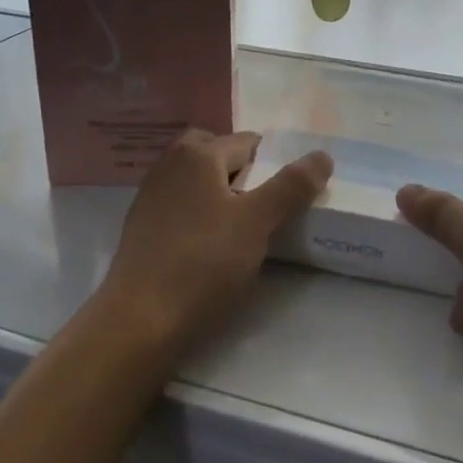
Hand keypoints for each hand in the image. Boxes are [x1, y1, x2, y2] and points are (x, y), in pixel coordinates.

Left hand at [103, 130, 330, 356]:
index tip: (288, 195)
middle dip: (241, 171)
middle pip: (215, 153)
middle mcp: (170, 164)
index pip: (248, 142)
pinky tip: (208, 245)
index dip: (272, 164)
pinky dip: (197, 213)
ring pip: (195, 179)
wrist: (139, 321)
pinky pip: (179, 204)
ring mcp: (150, 195)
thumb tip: (323, 155)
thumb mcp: (257, 223)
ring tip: (239, 228)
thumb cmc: (203, 264)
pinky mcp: (140, 226)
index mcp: (198, 154)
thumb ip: (291, 186)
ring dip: (219, 192)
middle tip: (261, 206)